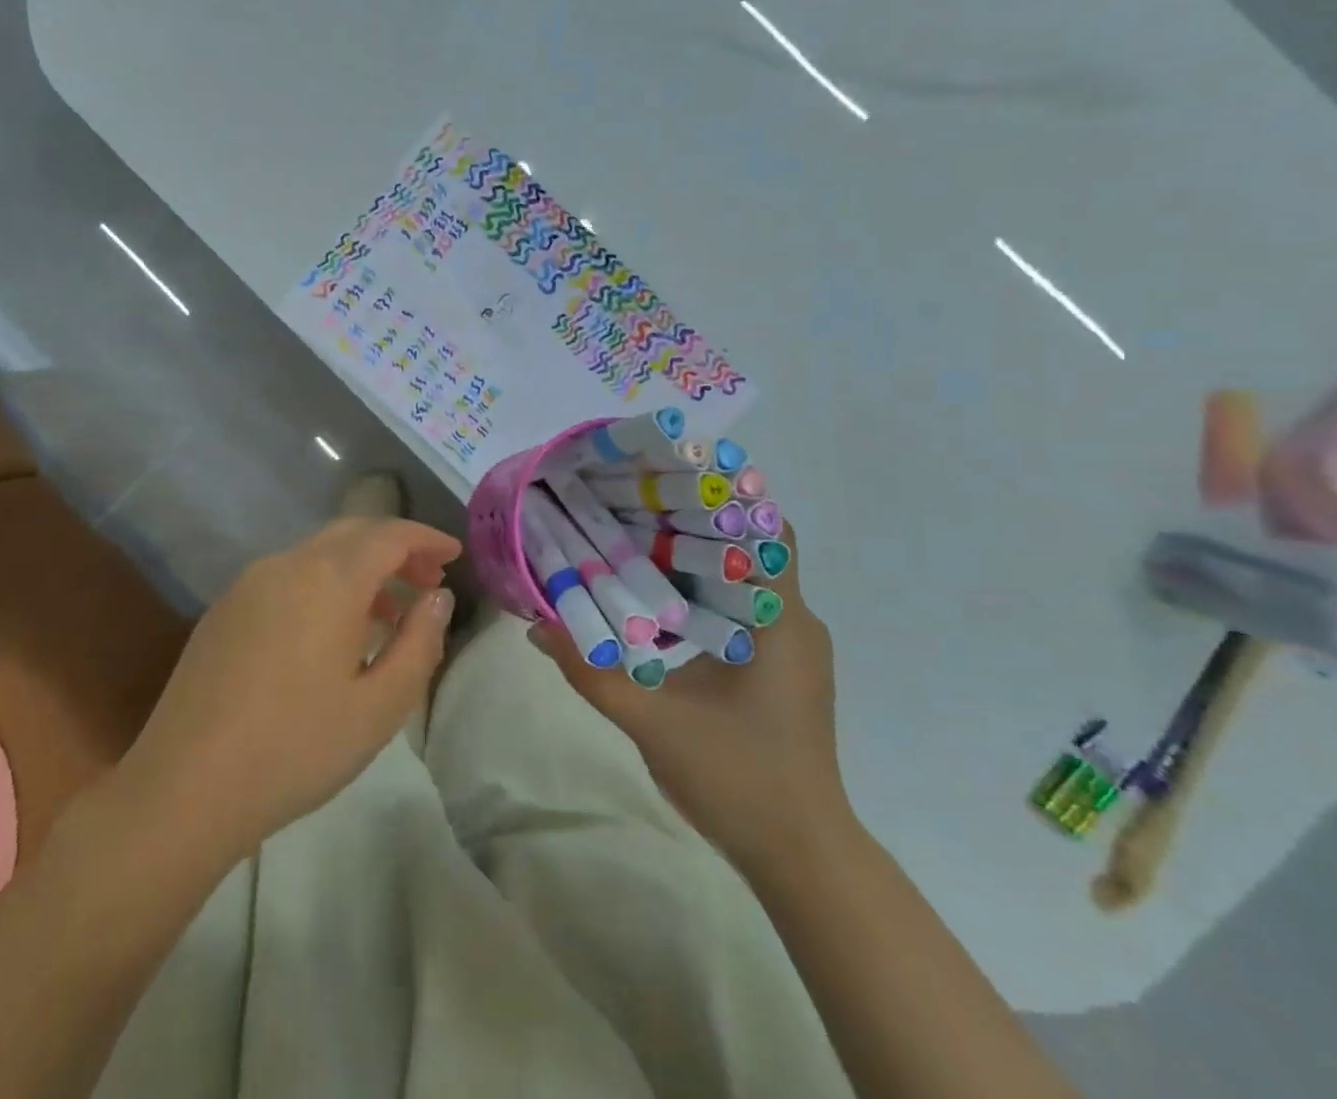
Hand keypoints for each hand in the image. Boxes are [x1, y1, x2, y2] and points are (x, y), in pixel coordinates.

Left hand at [115, 517, 460, 863]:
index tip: (454, 554)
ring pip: (318, 554)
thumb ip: (419, 642)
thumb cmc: (296, 748)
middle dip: (395, 548)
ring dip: (359, 569)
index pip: (388, 535)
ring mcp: (249, 583)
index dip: (425, 539)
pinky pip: (288, 577)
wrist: (185, 786)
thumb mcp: (379, 706)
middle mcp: (287, 564)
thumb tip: (438, 598)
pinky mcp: (224, 608)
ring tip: (388, 613)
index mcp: (328, 578)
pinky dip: (323, 585)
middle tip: (428, 581)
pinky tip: (330, 633)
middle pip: (352, 533)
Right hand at [529, 525, 851, 870]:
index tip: (665, 479)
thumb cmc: (737, 779)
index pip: (765, 530)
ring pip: (744, 580)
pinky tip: (659, 604)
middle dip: (692, 523)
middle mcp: (795, 621)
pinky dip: (704, 595)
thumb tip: (536, 624)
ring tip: (635, 543)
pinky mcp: (784, 669)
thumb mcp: (651, 722)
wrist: (800, 857)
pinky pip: (744, 610)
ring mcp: (793, 647)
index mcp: (779, 620)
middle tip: (630, 506)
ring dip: (696, 561)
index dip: (721, 496)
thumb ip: (590, 671)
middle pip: (748, 548)